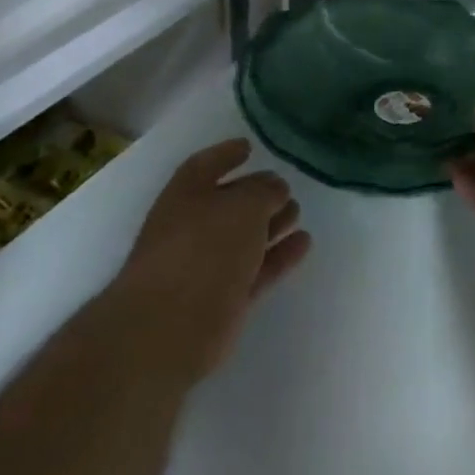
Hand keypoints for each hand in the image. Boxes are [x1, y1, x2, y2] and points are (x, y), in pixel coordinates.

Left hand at [113, 139, 311, 381]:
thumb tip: (275, 190)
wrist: (170, 327)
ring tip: (298, 213)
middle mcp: (192, 226)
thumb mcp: (242, 205)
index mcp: (185, 195)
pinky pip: (257, 269)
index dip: (227, 154)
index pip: (206, 165)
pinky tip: (304, 243)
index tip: (250, 147)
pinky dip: (279, 256)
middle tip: (286, 187)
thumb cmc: (203, 249)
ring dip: (271, 224)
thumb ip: (264, 192)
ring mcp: (207, 266)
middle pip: (228, 203)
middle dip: (256, 193)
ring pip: (245, 238)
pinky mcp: (224, 300)